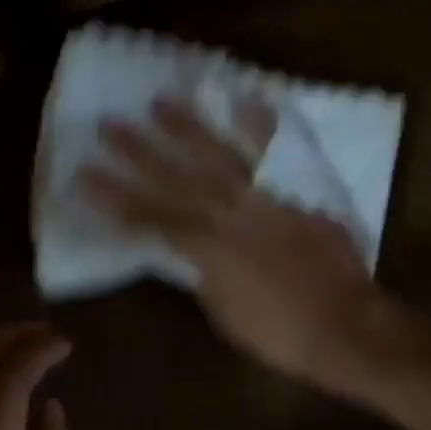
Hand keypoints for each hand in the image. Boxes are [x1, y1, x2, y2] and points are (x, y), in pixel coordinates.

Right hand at [79, 96, 411, 396]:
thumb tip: (186, 250)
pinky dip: (262, 125)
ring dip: (186, 127)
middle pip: (174, 177)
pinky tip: (245, 97)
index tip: (83, 175)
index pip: (148, 217)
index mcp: (206, 247)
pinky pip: (278, 152)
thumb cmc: (280, 332)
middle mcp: (229, 212)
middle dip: (137, 152)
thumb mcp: (223, 312)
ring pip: (218, 154)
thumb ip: (201, 273)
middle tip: (107, 125)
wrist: (346, 324)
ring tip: (158, 102)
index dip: (113, 198)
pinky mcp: (299, 190)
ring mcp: (267, 196)